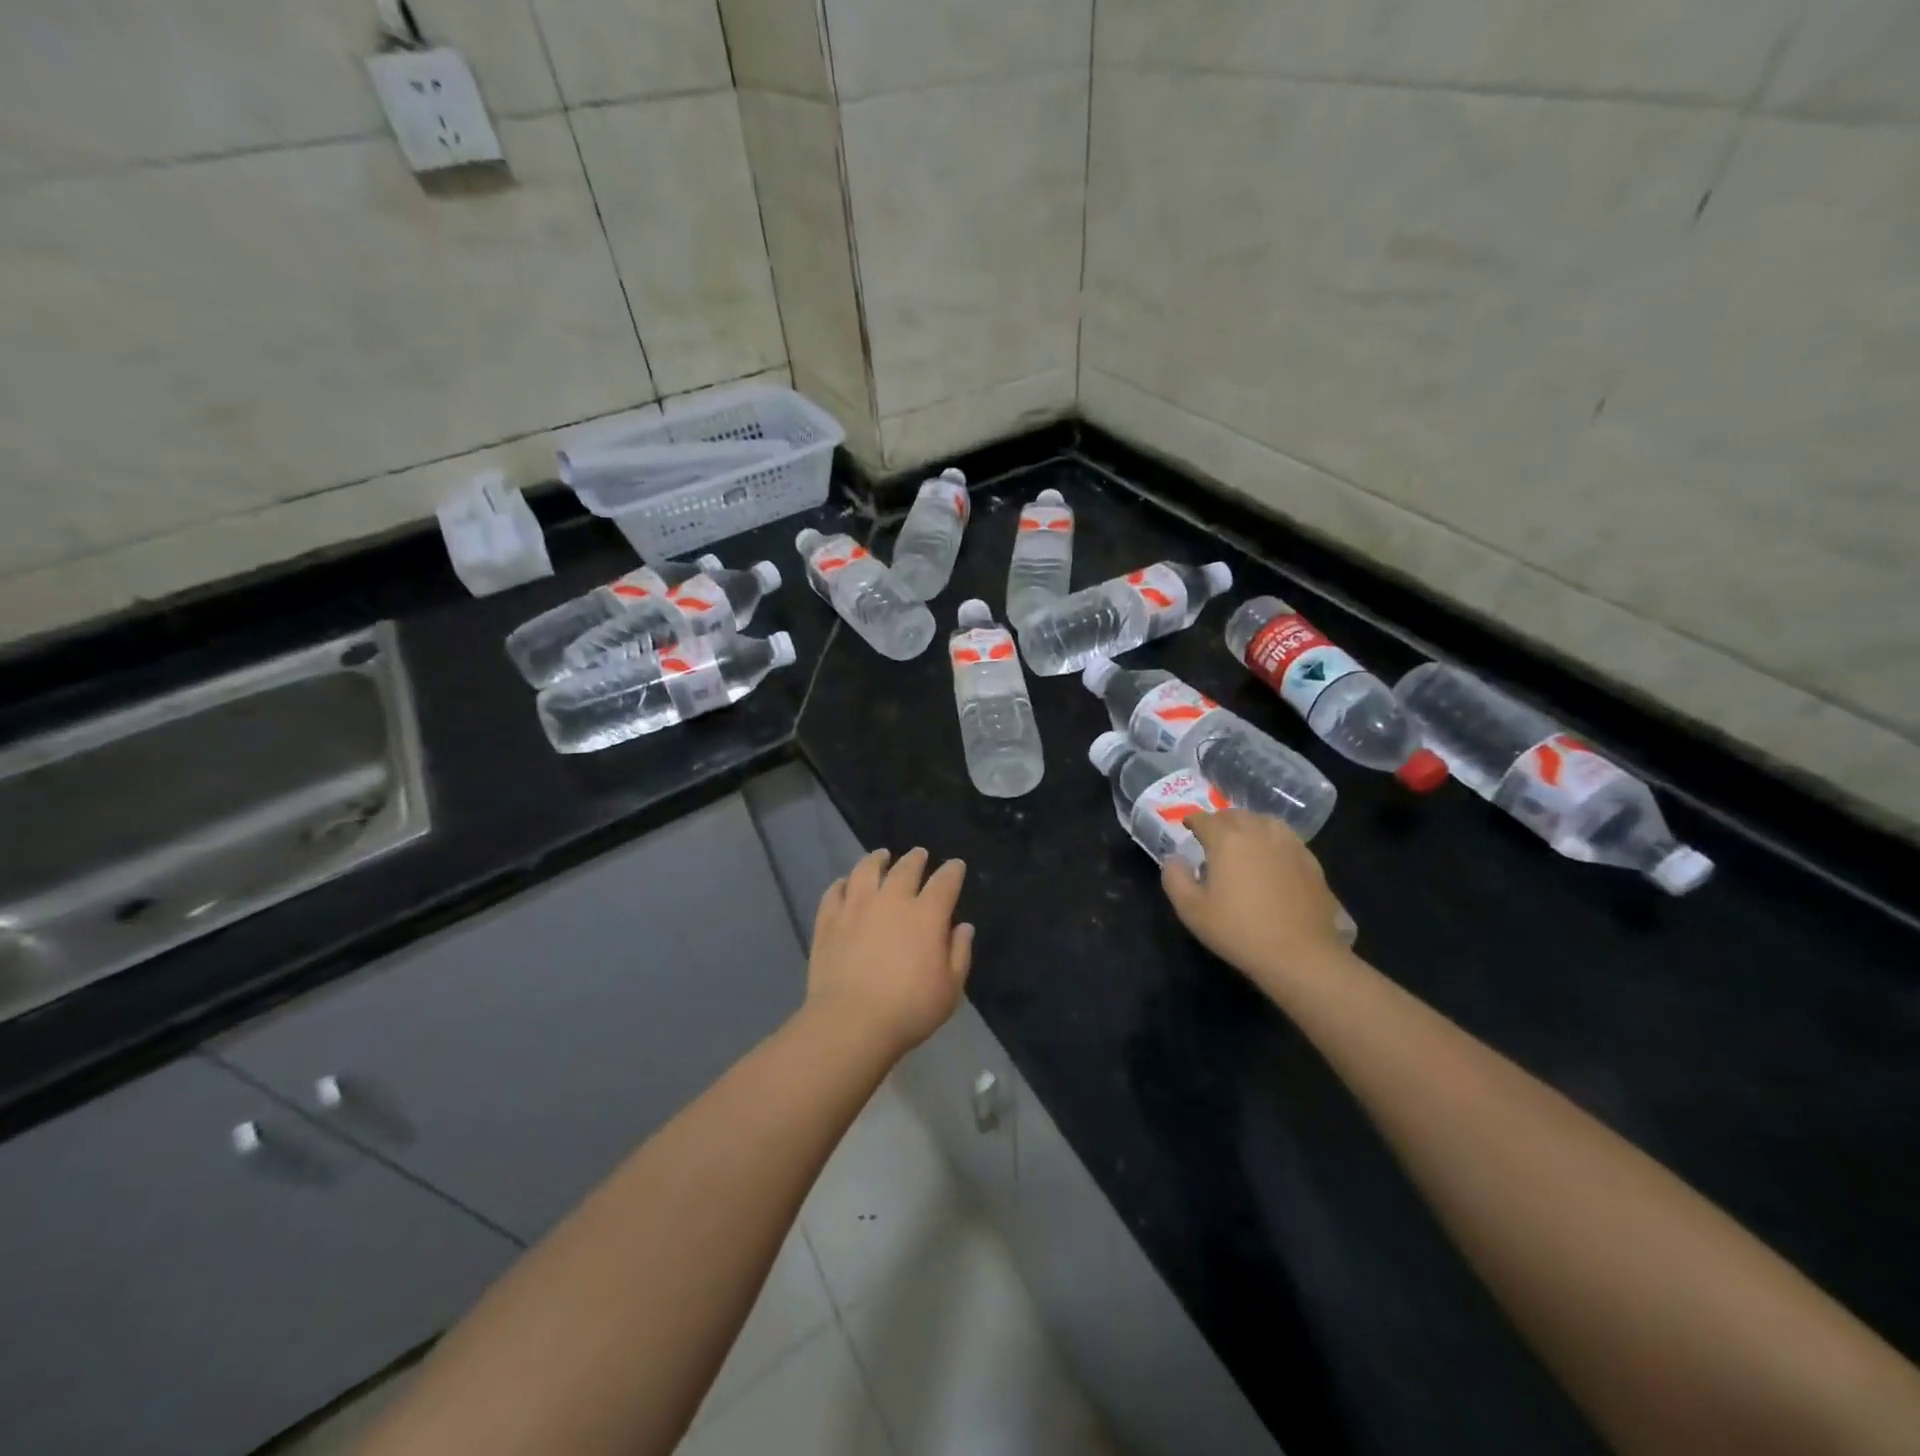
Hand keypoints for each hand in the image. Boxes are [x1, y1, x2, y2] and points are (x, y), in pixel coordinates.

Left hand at [806, 847, 972, 1059]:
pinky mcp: (828, 921)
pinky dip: (842, 883)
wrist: (851, 1022)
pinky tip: (845, 883)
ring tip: (881, 856)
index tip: (955, 865)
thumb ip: (960, 953)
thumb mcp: (950, 989)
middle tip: (919, 854)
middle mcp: (892, 901)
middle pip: (905, 868)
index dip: (952, 871)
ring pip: (866, 870)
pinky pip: (834, 892)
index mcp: (926, 915)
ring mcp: (856, 907)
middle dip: (916, 859)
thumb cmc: (909, 1009)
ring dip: (876, 859)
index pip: (945, 882)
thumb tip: (963, 927)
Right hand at [1161, 809, 1349, 991]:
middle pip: (1236, 815)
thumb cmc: (1239, 931)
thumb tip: (1174, 859)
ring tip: (1244, 840)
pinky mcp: (1311, 861)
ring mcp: (1289, 845)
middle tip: (1212, 835)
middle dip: (1220, 820)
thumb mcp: (1191, 910)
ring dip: (1249, 825)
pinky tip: (1272, 857)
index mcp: (1227, 840)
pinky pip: (1287, 838)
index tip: (1187, 826)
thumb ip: (1175, 878)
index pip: (1205, 819)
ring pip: (1265, 821)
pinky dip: (1273, 839)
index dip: (1193, 820)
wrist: (1300, 954)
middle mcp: (1258, 833)